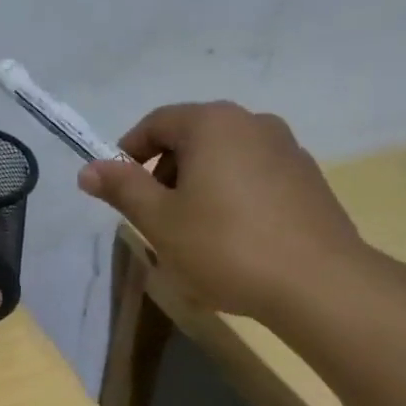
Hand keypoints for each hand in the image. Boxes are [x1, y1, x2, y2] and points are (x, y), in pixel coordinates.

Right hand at [77, 102, 369, 321]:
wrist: (317, 282)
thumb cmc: (225, 246)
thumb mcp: (160, 221)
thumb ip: (122, 189)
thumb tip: (88, 168)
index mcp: (213, 123)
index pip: (157, 123)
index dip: (128, 153)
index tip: (117, 190)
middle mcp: (253, 123)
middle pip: (192, 137)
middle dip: (164, 172)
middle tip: (154, 217)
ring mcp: (287, 149)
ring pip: (224, 157)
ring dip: (198, 185)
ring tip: (192, 232)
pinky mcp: (308, 179)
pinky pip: (253, 176)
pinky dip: (231, 195)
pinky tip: (232, 237)